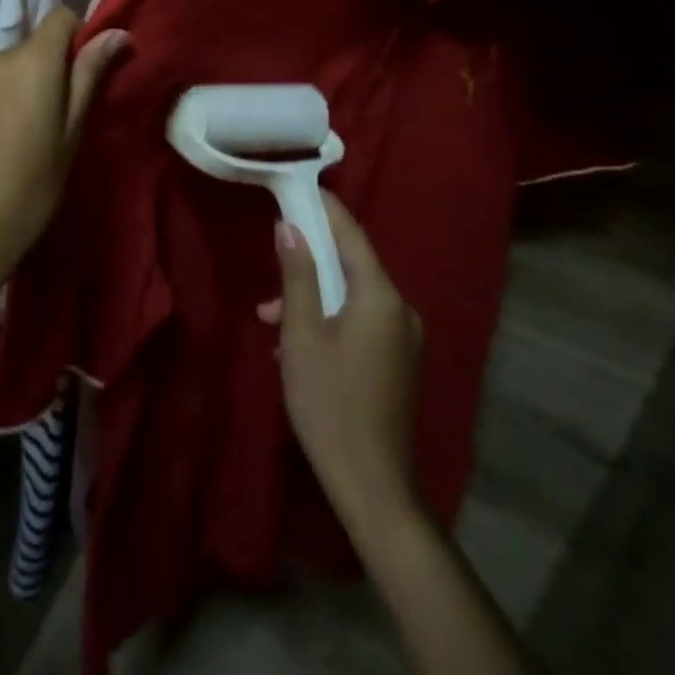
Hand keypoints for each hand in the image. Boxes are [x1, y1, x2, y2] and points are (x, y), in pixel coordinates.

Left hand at [0, 10, 127, 313]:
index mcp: (31, 61)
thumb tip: (118, 32)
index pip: (60, 17)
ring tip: (13, 141)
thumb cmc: (31, 188)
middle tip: (50, 122)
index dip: (77, 38)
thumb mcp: (71, 133)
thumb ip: (90, 75)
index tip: (81, 77)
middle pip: (29, 49)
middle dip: (44, 72)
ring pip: (0, 72)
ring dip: (12, 90)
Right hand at [258, 193, 424, 542]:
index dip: (322, 207)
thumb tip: (290, 226)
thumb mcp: (302, 335)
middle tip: (271, 272)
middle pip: (350, 265)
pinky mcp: (399, 361)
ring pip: (352, 296)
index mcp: (380, 295)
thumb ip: (297, 275)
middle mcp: (400, 308)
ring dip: (313, 298)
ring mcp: (404, 337)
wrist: (373, 488)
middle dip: (308, 263)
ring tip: (272, 321)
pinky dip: (330, 320)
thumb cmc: (329, 404)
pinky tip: (298, 346)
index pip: (350, 233)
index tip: (296, 186)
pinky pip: (362, 320)